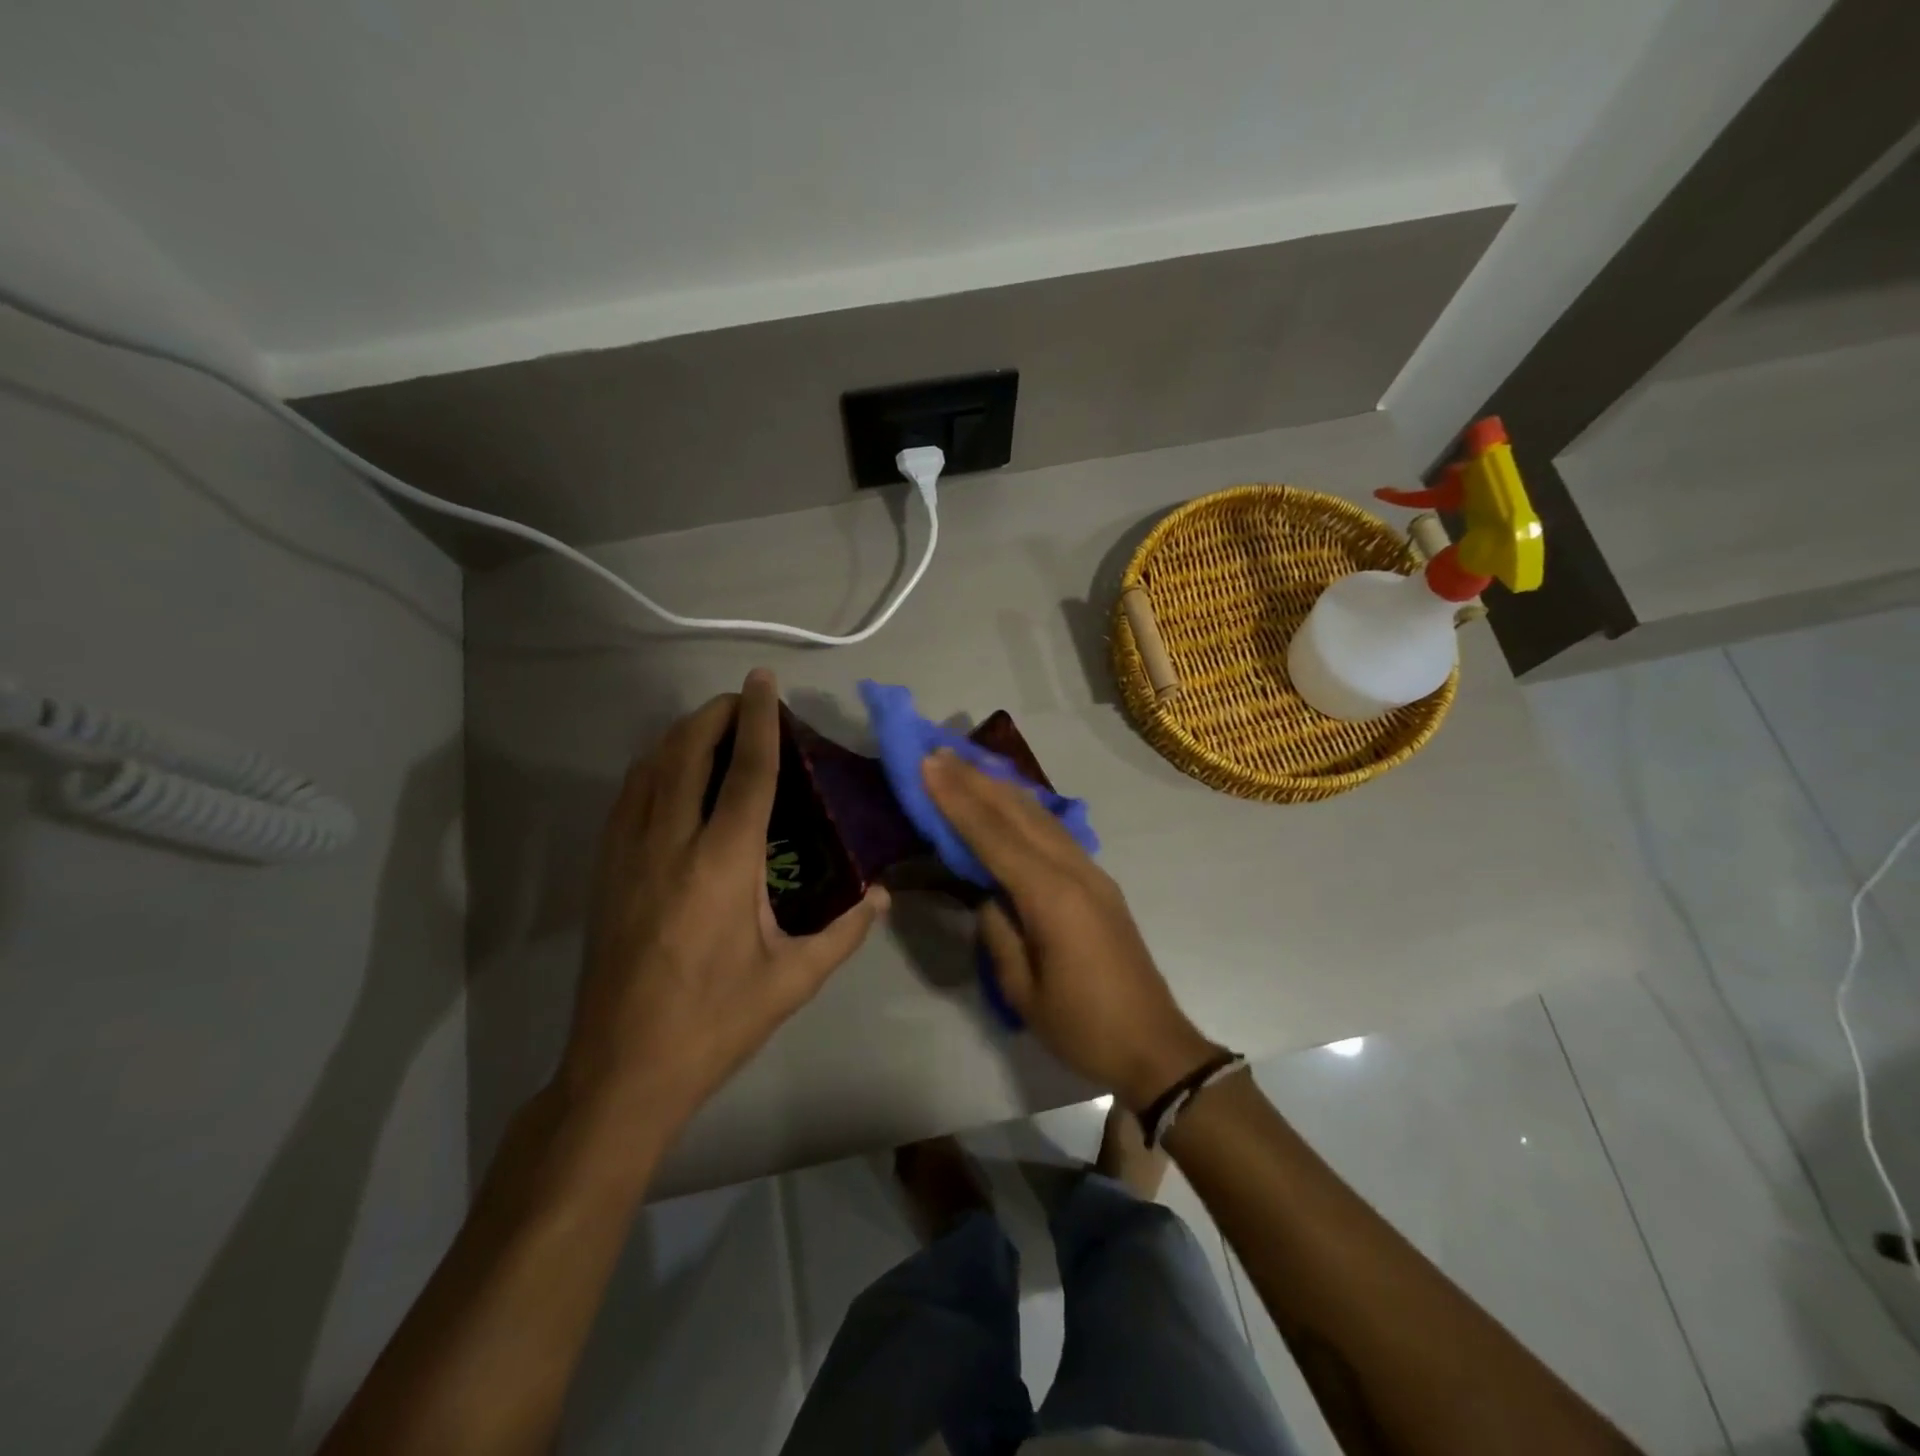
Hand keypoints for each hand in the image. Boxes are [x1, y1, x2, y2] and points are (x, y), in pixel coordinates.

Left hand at [562, 669, 886, 1132]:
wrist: (623, 1071)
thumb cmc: (716, 1023)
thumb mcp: (793, 981)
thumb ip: (845, 932)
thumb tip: (881, 895)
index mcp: (723, 865)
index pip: (747, 773)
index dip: (758, 721)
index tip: (762, 682)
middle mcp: (670, 845)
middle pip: (686, 754)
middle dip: (714, 715)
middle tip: (741, 700)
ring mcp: (628, 856)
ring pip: (648, 770)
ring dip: (680, 737)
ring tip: (711, 728)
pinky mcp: (605, 873)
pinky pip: (627, 798)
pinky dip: (652, 768)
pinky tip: (669, 775)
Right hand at [922, 749, 1215, 1109]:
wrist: (1154, 1045)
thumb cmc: (1083, 1027)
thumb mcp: (1023, 989)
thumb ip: (998, 932)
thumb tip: (987, 894)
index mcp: (1051, 897)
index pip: (995, 836)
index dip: (958, 800)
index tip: (929, 766)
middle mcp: (1074, 871)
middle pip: (1019, 813)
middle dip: (975, 780)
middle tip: (938, 752)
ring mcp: (1092, 872)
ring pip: (1040, 816)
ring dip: (1001, 787)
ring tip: (967, 765)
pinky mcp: (1099, 881)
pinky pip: (1055, 831)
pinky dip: (1025, 808)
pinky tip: (1010, 800)